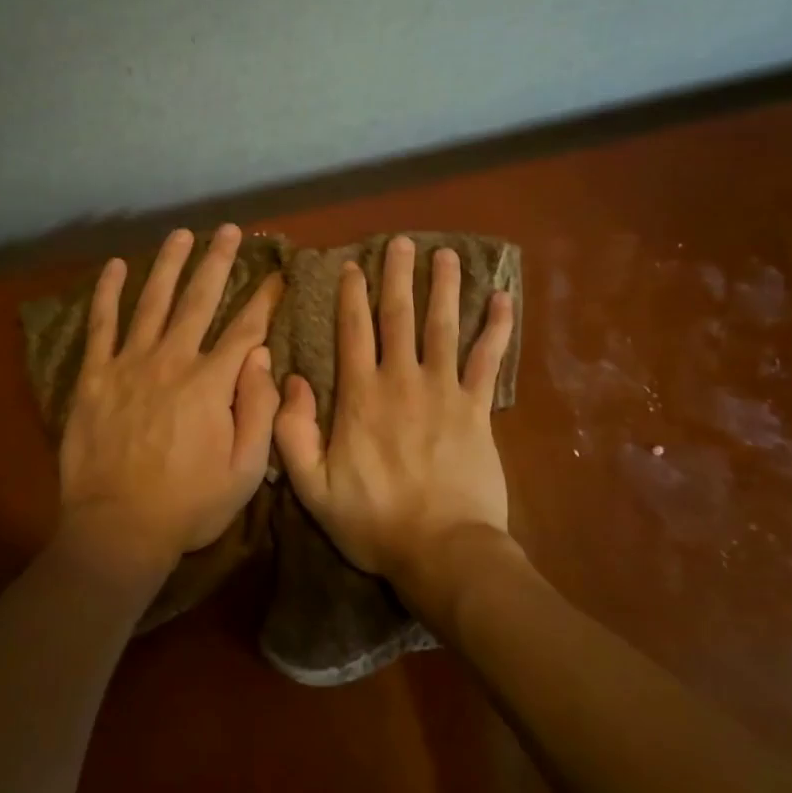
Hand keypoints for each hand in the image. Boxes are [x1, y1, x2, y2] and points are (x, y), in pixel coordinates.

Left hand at [58, 225, 282, 583]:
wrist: (119, 528)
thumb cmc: (188, 505)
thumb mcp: (245, 469)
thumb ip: (257, 410)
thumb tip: (260, 357)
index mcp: (211, 383)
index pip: (245, 329)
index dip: (264, 299)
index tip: (276, 274)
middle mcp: (172, 360)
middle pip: (199, 300)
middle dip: (217, 262)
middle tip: (229, 231)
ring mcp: (129, 364)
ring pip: (153, 301)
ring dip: (169, 265)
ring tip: (181, 234)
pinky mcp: (94, 376)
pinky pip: (101, 325)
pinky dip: (108, 294)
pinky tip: (116, 267)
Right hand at [273, 238, 515, 585]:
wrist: (443, 551)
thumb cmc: (373, 521)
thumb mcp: (312, 486)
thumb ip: (292, 432)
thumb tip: (288, 380)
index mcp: (359, 396)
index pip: (353, 332)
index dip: (351, 295)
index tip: (353, 266)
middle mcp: (401, 381)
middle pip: (399, 316)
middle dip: (399, 276)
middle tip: (402, 241)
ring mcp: (443, 391)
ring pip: (443, 327)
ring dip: (445, 288)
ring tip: (447, 255)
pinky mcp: (476, 409)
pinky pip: (487, 361)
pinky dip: (496, 328)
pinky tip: (503, 299)